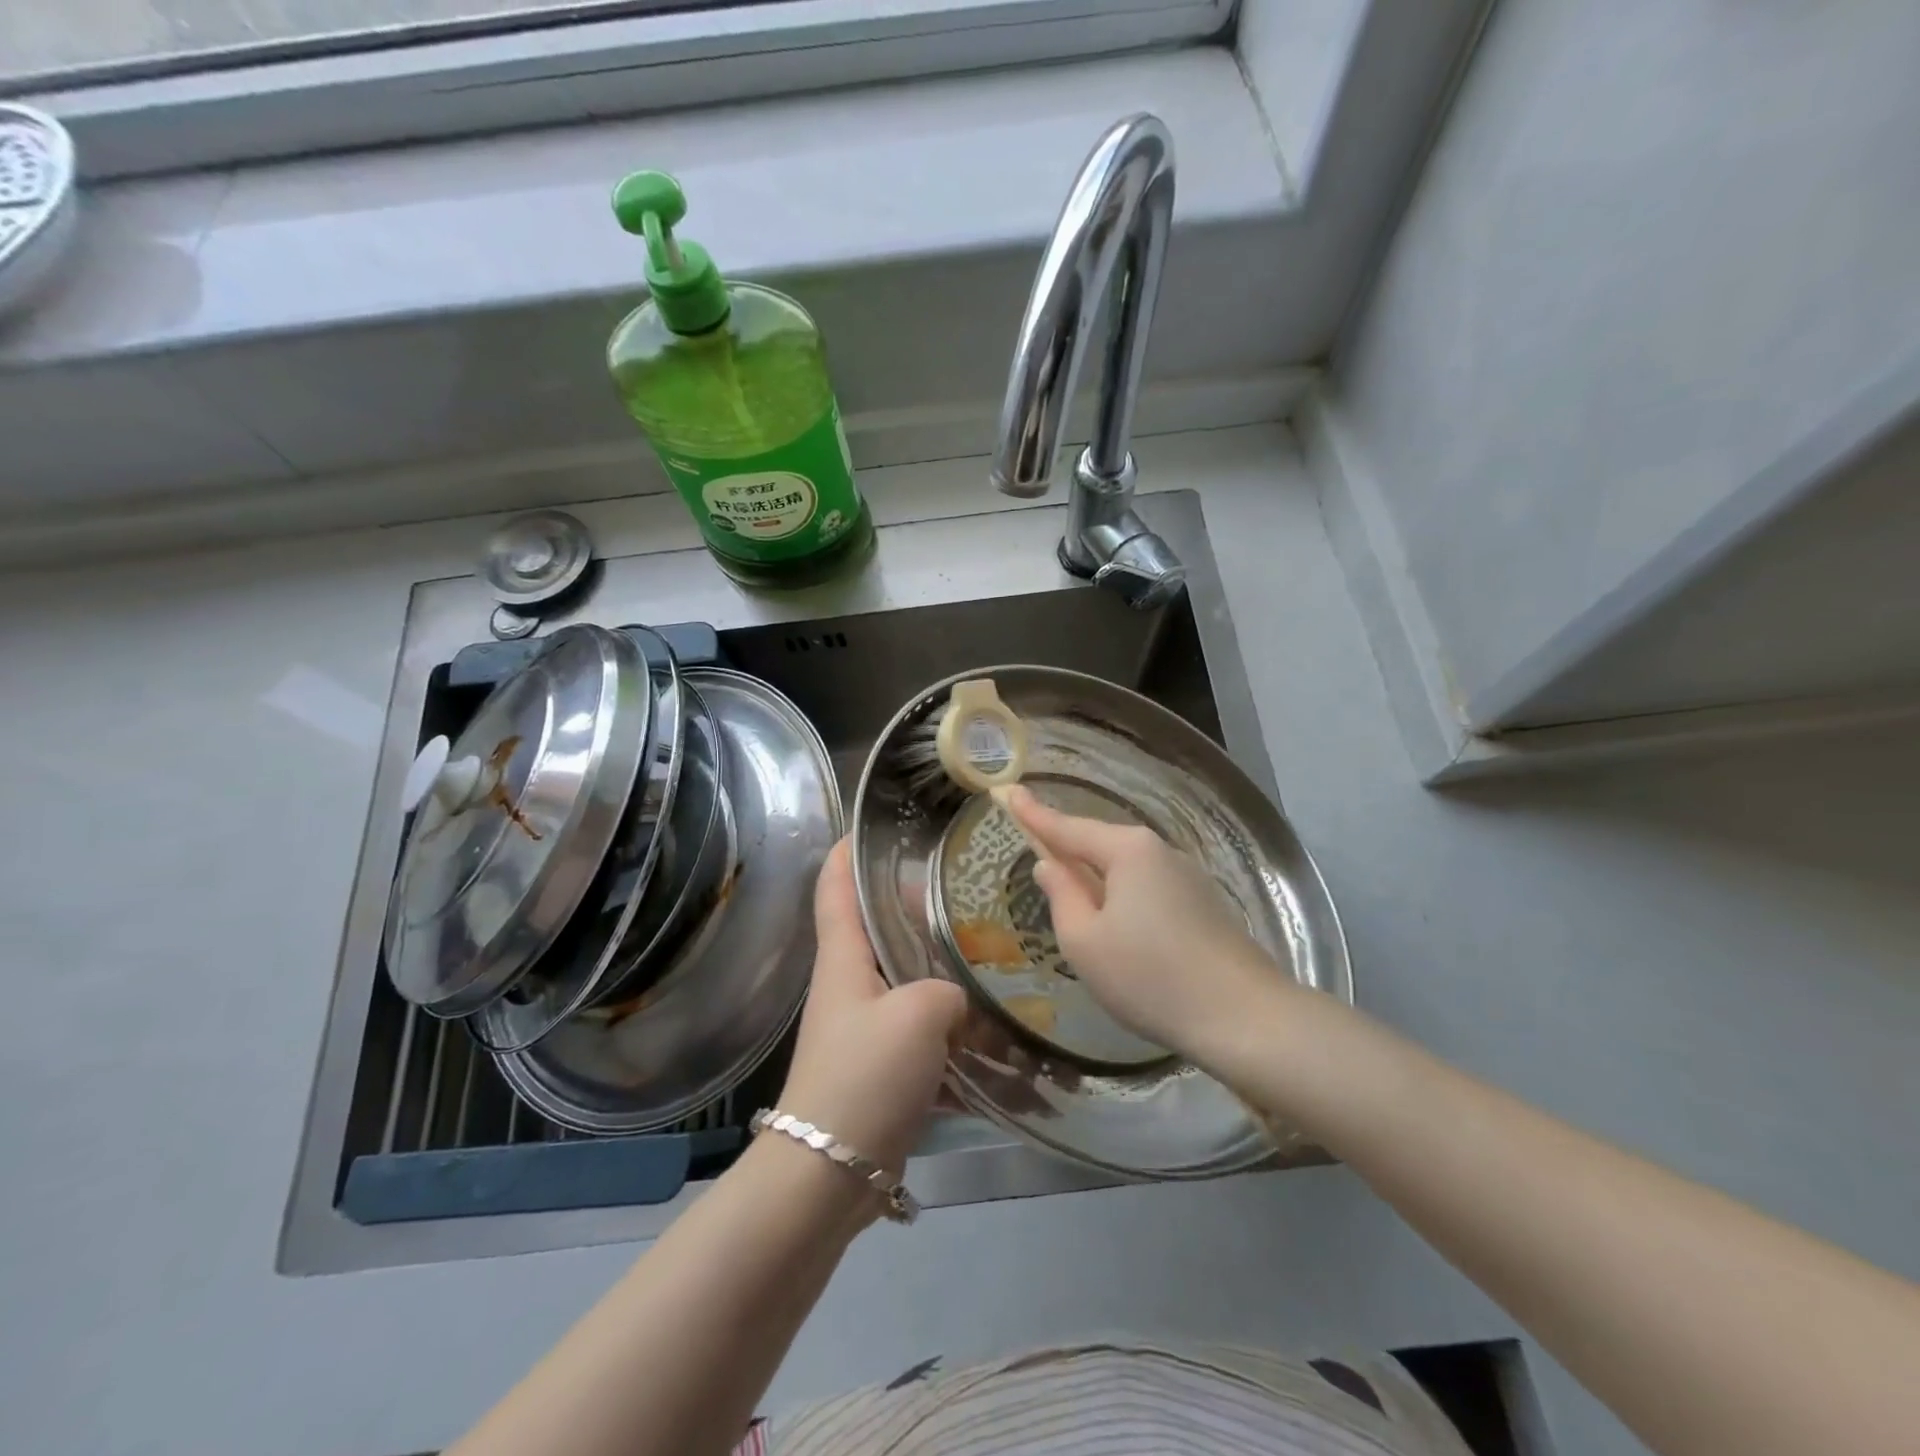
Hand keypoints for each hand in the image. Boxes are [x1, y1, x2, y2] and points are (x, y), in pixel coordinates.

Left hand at [775, 840, 967, 1176]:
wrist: (829, 1173)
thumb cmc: (864, 1076)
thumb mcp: (918, 1015)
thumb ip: (948, 992)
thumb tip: (958, 1002)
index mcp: (843, 958)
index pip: (835, 887)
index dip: (847, 852)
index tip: (874, 825)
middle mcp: (849, 985)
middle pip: (878, 929)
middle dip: (915, 908)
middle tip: (966, 895)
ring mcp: (864, 1028)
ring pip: (906, 981)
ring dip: (940, 971)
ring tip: (990, 957)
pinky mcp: (881, 1068)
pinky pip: (921, 1033)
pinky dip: (951, 1030)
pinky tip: (993, 1035)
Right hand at [999, 785, 1290, 1059]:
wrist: (1244, 1017)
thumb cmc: (1149, 976)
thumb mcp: (1084, 941)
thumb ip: (1061, 895)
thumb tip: (1049, 865)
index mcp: (1127, 851)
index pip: (1067, 827)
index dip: (1033, 814)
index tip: (1008, 791)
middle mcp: (1160, 851)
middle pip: (1100, 846)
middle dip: (1069, 852)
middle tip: (1037, 857)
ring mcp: (1188, 876)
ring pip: (1126, 870)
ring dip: (1098, 881)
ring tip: (1078, 912)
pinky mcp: (1204, 904)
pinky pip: (1149, 889)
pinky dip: (1124, 899)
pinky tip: (1122, 933)